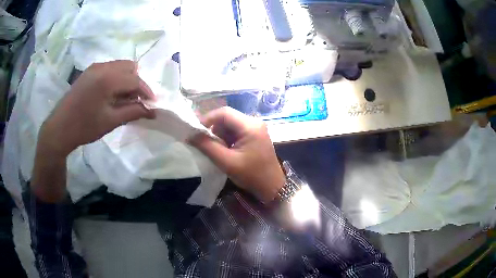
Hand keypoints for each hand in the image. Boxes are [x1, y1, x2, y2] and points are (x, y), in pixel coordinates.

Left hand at [39, 60, 155, 156]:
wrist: (59, 128)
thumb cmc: (84, 127)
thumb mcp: (110, 121)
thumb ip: (133, 112)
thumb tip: (153, 111)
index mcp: (107, 79)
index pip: (135, 80)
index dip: (147, 91)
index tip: (152, 104)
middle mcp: (102, 67)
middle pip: (129, 67)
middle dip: (137, 83)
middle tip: (135, 101)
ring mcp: (94, 67)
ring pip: (120, 66)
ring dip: (126, 80)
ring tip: (123, 98)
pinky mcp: (89, 71)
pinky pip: (110, 68)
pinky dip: (116, 78)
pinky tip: (111, 94)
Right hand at [190, 107, 284, 202]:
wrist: (272, 187)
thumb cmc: (252, 175)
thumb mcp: (227, 162)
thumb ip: (208, 147)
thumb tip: (191, 135)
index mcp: (250, 126)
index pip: (224, 113)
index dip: (207, 119)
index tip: (195, 131)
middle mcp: (254, 122)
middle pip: (227, 117)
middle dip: (213, 129)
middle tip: (203, 142)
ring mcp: (255, 128)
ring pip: (230, 124)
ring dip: (219, 135)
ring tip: (215, 149)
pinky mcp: (255, 135)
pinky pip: (236, 131)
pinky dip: (227, 139)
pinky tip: (225, 151)